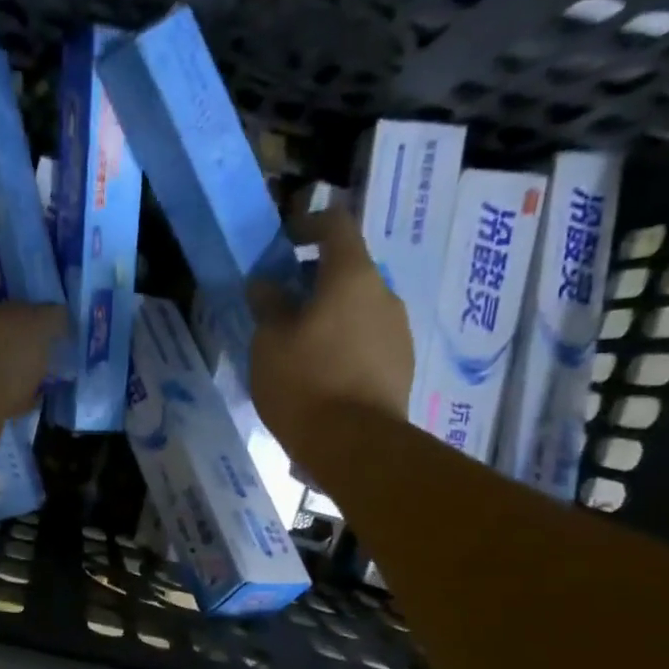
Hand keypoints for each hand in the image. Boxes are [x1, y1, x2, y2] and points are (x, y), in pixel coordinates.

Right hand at [249, 207, 413, 448]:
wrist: (356, 445)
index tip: (283, 241)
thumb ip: (268, 304)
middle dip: (314, 279)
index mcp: (352, 276)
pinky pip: (369, 339)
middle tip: (281, 303)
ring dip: (330, 313)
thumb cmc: (305, 382)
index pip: (335, 224)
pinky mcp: (402, 365)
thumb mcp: (269, 341)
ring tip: (299, 344)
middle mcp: (384, 294)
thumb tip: (266, 284)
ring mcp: (398, 330)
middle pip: (349, 269)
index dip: (307, 224)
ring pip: (359, 306)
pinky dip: (344, 342)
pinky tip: (322, 372)